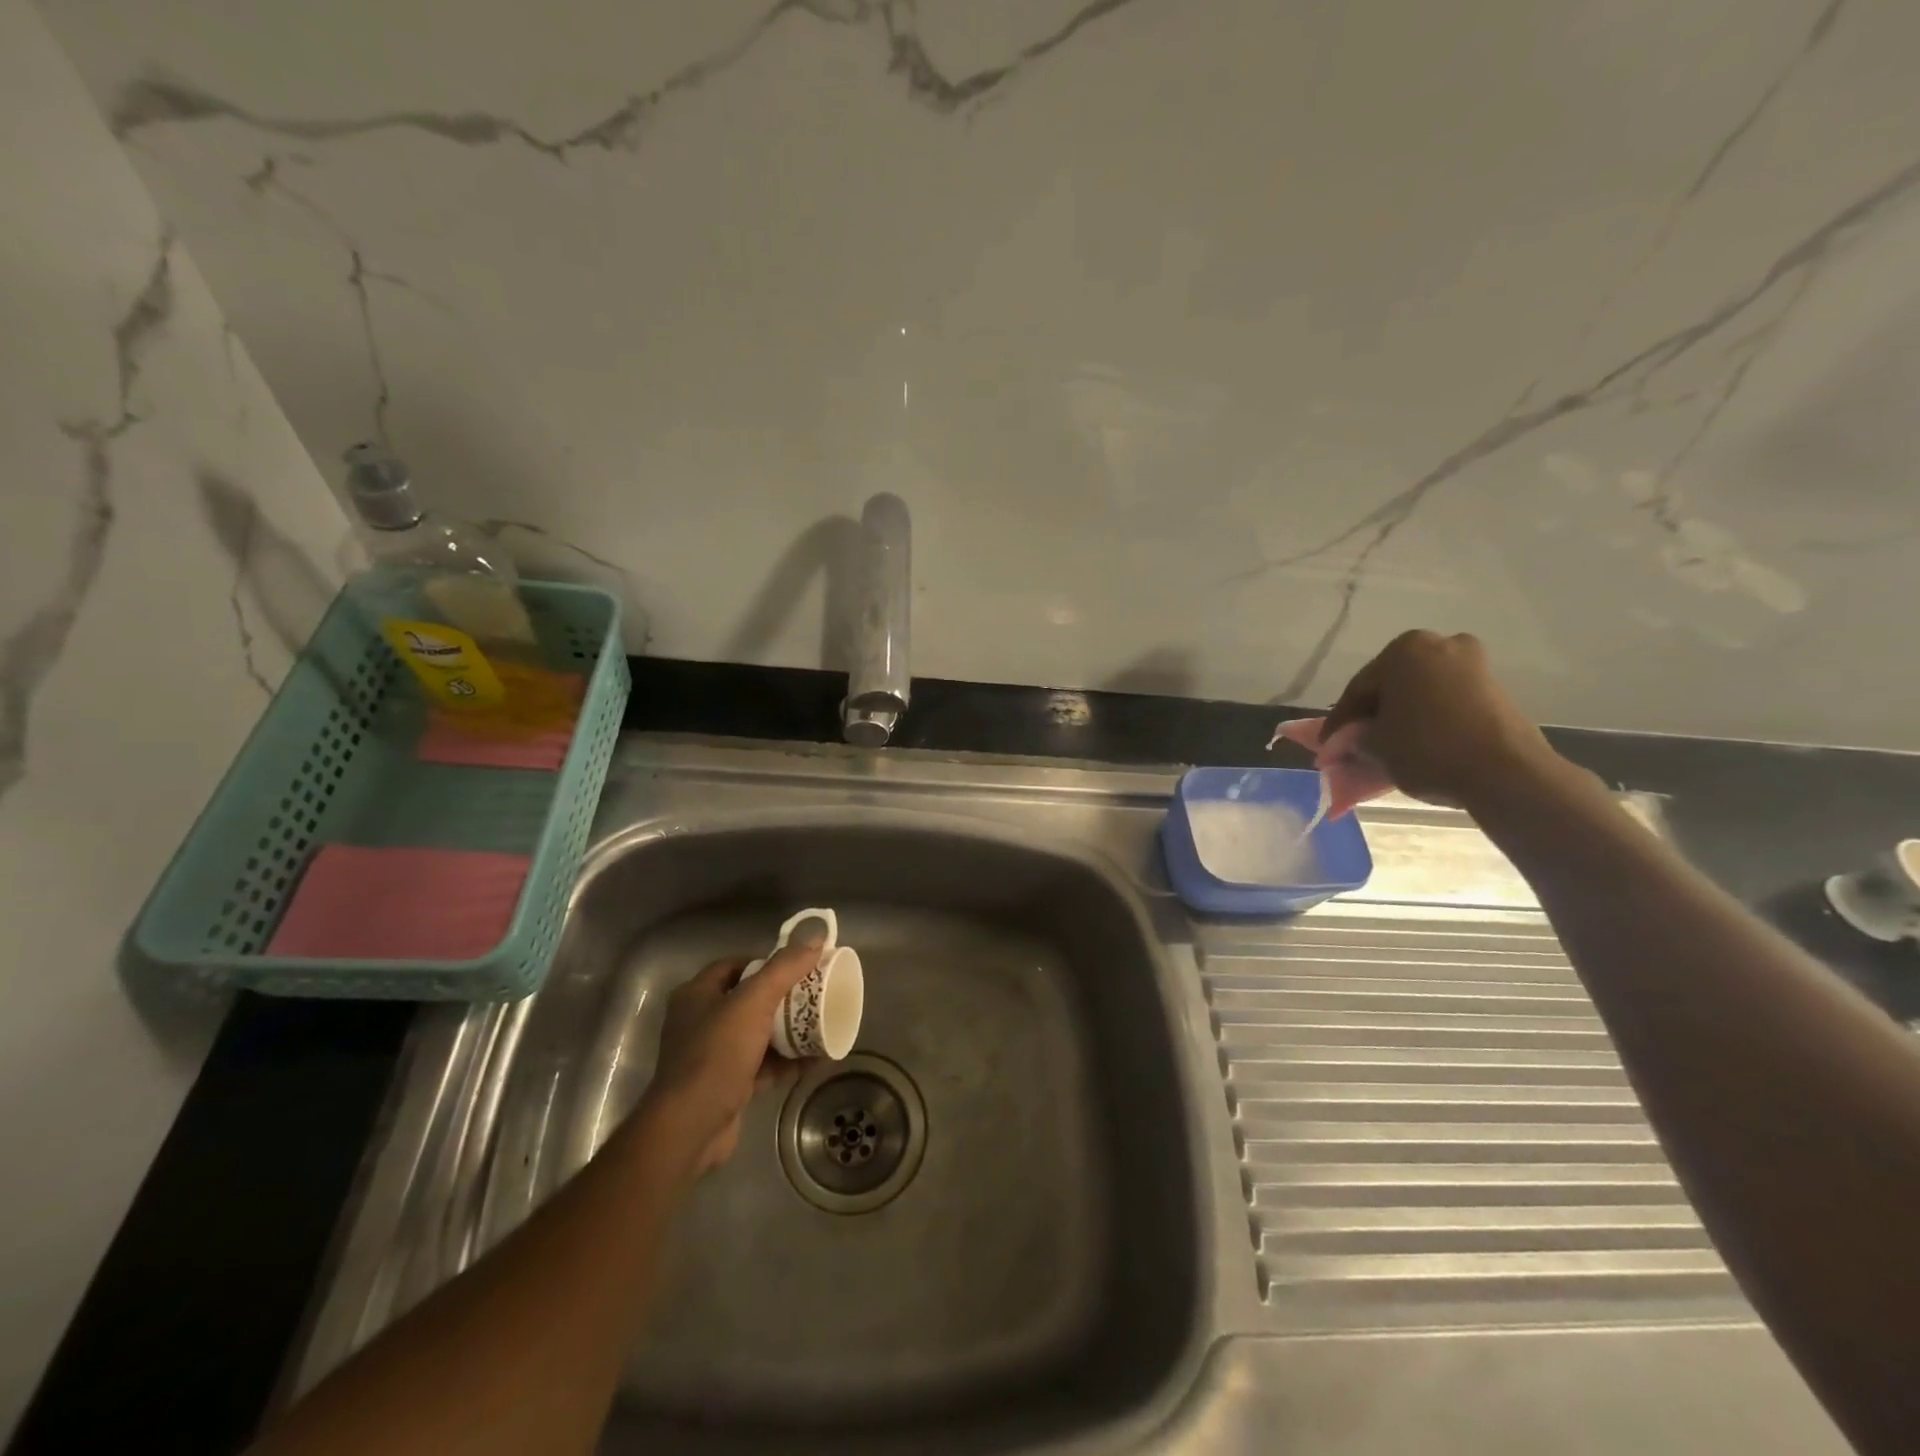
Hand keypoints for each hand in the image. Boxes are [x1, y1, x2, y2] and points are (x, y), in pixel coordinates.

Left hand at [635, 936, 823, 1180]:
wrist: (691, 1126)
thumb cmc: (717, 1053)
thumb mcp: (753, 1002)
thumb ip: (784, 968)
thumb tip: (816, 937)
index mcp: (697, 994)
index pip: (735, 966)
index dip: (766, 962)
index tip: (798, 966)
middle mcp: (700, 1021)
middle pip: (749, 1000)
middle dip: (783, 998)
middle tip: (815, 995)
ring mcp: (712, 1056)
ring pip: (758, 1034)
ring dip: (788, 1032)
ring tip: (821, 1025)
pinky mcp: (726, 1085)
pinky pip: (763, 1065)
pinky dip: (787, 1061)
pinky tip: (816, 1059)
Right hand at [1321, 630, 1560, 805]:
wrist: (1506, 773)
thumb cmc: (1428, 749)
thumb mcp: (1375, 746)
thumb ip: (1354, 739)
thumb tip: (1345, 743)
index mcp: (1403, 650)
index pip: (1357, 690)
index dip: (1339, 723)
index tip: (1327, 748)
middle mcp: (1439, 644)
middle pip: (1390, 685)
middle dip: (1372, 714)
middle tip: (1354, 744)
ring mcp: (1472, 663)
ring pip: (1419, 692)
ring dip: (1400, 716)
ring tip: (1386, 746)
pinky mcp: (1494, 687)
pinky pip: (1446, 700)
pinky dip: (1427, 718)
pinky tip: (1416, 742)